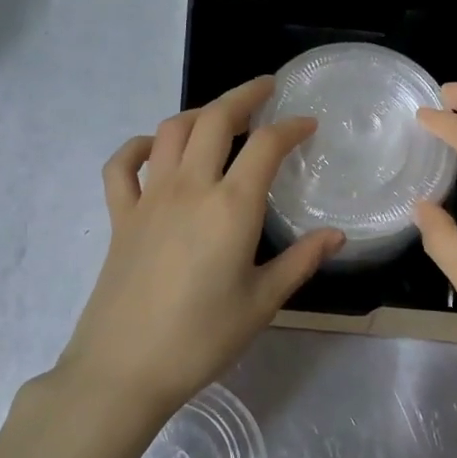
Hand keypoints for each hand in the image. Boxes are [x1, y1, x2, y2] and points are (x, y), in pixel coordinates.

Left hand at [54, 76, 343, 428]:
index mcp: (231, 207)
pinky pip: (122, 166)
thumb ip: (301, 261)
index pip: (266, 146)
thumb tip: (337, 236)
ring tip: (221, 117)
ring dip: (199, 113)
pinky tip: (154, 150)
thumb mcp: (262, 302)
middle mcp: (190, 188)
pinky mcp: (119, 216)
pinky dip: (139, 147)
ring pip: (171, 131)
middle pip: (215, 119)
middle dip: (244, 96)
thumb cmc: (202, 339)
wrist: (124, 367)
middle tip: (266, 90)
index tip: (307, 124)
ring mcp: (149, 198)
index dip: (291, 127)